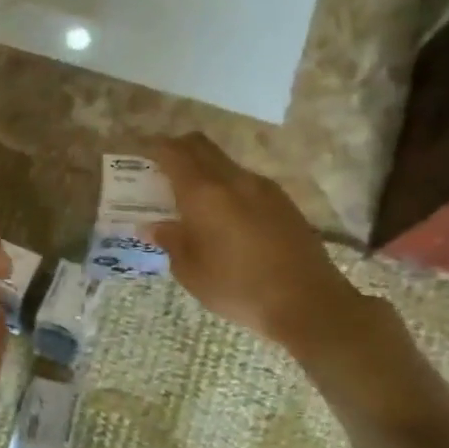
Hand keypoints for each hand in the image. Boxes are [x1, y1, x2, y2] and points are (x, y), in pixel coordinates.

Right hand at [148, 133, 368, 350]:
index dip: (155, 148)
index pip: (175, 153)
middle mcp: (234, 180)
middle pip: (202, 146)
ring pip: (225, 163)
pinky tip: (222, 216)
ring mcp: (263, 188)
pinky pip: (245, 182)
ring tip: (190, 199)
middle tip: (160, 170)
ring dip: (204, 170)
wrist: (306, 301)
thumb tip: (153, 225)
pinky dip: (225, 186)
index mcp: (204, 193)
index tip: (141, 155)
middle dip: (178, 150)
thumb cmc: (236, 286)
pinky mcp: (282, 202)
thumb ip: (170, 240)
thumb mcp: (190, 270)